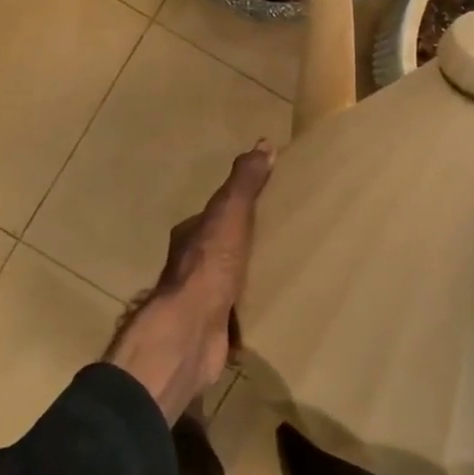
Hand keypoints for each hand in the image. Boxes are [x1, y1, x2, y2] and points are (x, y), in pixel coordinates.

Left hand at [106, 143, 274, 422]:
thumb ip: (245, 182)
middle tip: (282, 238)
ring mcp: (199, 299)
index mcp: (190, 235)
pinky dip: (251, 310)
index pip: (215, 214)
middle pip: (221, 248)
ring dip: (249, 277)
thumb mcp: (229, 214)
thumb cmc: (209, 265)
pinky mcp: (213, 328)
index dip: (237, 207)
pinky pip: (237, 314)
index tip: (265, 203)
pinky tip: (273, 309)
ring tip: (283, 272)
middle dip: (245, 244)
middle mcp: (190, 265)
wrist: (191, 330)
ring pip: (228, 281)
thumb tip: (263, 143)